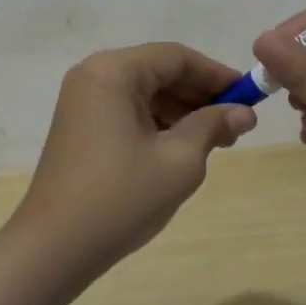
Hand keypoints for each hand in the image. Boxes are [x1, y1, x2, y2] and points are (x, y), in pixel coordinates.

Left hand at [10, 43, 256, 274]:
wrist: (54, 247)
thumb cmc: (120, 197)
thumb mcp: (178, 161)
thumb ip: (213, 127)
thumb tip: (244, 113)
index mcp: (113, 71)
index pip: (176, 57)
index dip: (216, 74)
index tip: (251, 96)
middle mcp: (93, 75)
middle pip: (158, 71)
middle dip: (199, 95)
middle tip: (237, 124)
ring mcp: (82, 100)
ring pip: (144, 92)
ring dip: (180, 111)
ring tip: (217, 141)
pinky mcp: (79, 125)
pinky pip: (126, 110)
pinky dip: (156, 123)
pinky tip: (181, 148)